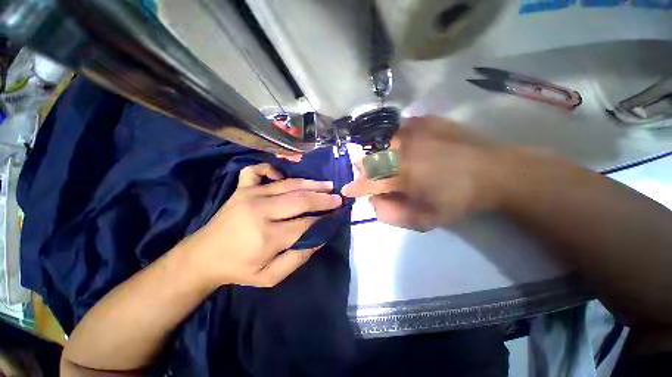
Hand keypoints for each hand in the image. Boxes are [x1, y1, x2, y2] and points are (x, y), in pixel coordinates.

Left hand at [183, 163, 341, 287]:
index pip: (305, 223)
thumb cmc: (240, 268)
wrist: (203, 257)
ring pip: (288, 184)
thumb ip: (298, 258)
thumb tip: (320, 237)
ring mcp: (249, 194)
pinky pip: (258, 170)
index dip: (323, 219)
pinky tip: (282, 177)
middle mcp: (260, 210)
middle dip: (323, 199)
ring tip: (327, 185)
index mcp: (267, 236)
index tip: (336, 215)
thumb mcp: (271, 276)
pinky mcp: (241, 188)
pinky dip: (272, 169)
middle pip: (300, 200)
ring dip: (310, 184)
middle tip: (338, 198)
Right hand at [342, 117, 505, 227]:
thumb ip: (392, 214)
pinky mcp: (424, 120)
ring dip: (378, 155)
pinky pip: (398, 128)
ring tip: (388, 163)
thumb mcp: (425, 219)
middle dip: (365, 171)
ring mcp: (413, 131)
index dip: (355, 187)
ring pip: (381, 143)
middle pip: (370, 159)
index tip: (347, 190)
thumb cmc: (459, 199)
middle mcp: (402, 148)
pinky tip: (403, 147)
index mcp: (402, 174)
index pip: (368, 181)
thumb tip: (374, 201)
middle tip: (373, 178)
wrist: (494, 171)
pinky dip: (393, 140)